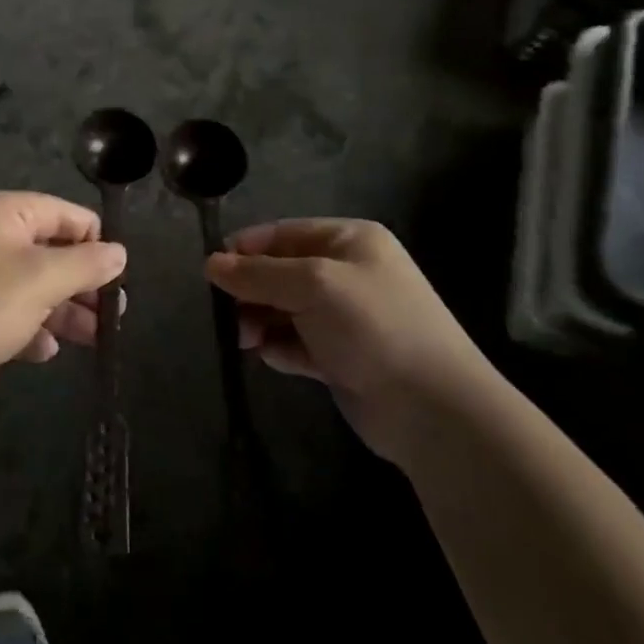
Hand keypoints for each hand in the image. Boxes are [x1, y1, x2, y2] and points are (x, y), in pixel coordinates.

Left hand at [0, 192, 126, 417]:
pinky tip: (45, 350)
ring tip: (95, 338)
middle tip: (113, 312)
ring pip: (33, 284)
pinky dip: (31, 326)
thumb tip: (120, 252)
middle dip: (81, 281)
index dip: (93, 240)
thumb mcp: (44, 280)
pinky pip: (11, 310)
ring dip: (64, 309)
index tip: (117, 275)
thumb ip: (87, 263)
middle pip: (48, 249)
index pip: (61, 212)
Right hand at [207, 219, 496, 463]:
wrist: (433, 409)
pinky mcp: (341, 356)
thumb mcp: (311, 285)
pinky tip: (273, 358)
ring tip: (247, 341)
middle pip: (279, 272)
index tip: (212, 273)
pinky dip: (279, 348)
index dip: (245, 250)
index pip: (282, 233)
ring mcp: (345, 317)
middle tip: (230, 316)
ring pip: (283, 309)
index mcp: (348, 241)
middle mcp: (347, 273)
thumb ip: (257, 273)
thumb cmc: (373, 327)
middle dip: (251, 291)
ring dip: (260, 322)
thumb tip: (210, 263)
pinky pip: (296, 342)